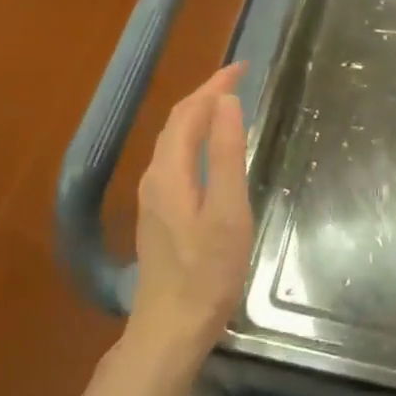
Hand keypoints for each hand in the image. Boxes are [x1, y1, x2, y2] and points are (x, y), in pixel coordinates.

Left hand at [126, 63, 253, 368]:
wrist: (170, 328)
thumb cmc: (207, 273)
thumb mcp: (227, 212)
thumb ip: (226, 155)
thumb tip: (225, 102)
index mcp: (170, 172)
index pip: (189, 112)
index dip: (214, 85)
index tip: (243, 67)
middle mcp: (155, 178)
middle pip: (176, 123)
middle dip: (205, 95)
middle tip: (238, 80)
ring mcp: (153, 198)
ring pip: (173, 141)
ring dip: (198, 116)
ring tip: (227, 105)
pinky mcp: (158, 215)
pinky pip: (175, 159)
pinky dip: (194, 139)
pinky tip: (210, 151)